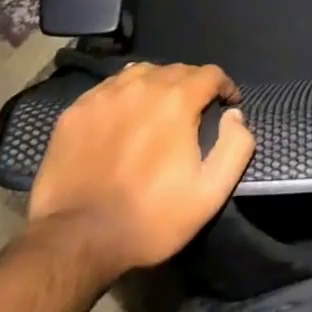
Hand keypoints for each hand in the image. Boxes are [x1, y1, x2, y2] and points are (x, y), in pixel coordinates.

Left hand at [26, 63, 254, 285]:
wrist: (75, 241)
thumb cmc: (149, 218)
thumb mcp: (210, 193)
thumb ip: (236, 147)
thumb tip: (235, 115)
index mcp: (177, 100)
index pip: (211, 73)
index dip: (224, 86)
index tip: (227, 105)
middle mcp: (142, 85)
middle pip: (177, 70)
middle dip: (193, 86)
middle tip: (194, 113)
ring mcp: (104, 96)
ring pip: (142, 73)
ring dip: (158, 85)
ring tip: (158, 110)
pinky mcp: (76, 111)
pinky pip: (109, 88)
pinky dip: (124, 95)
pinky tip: (123, 118)